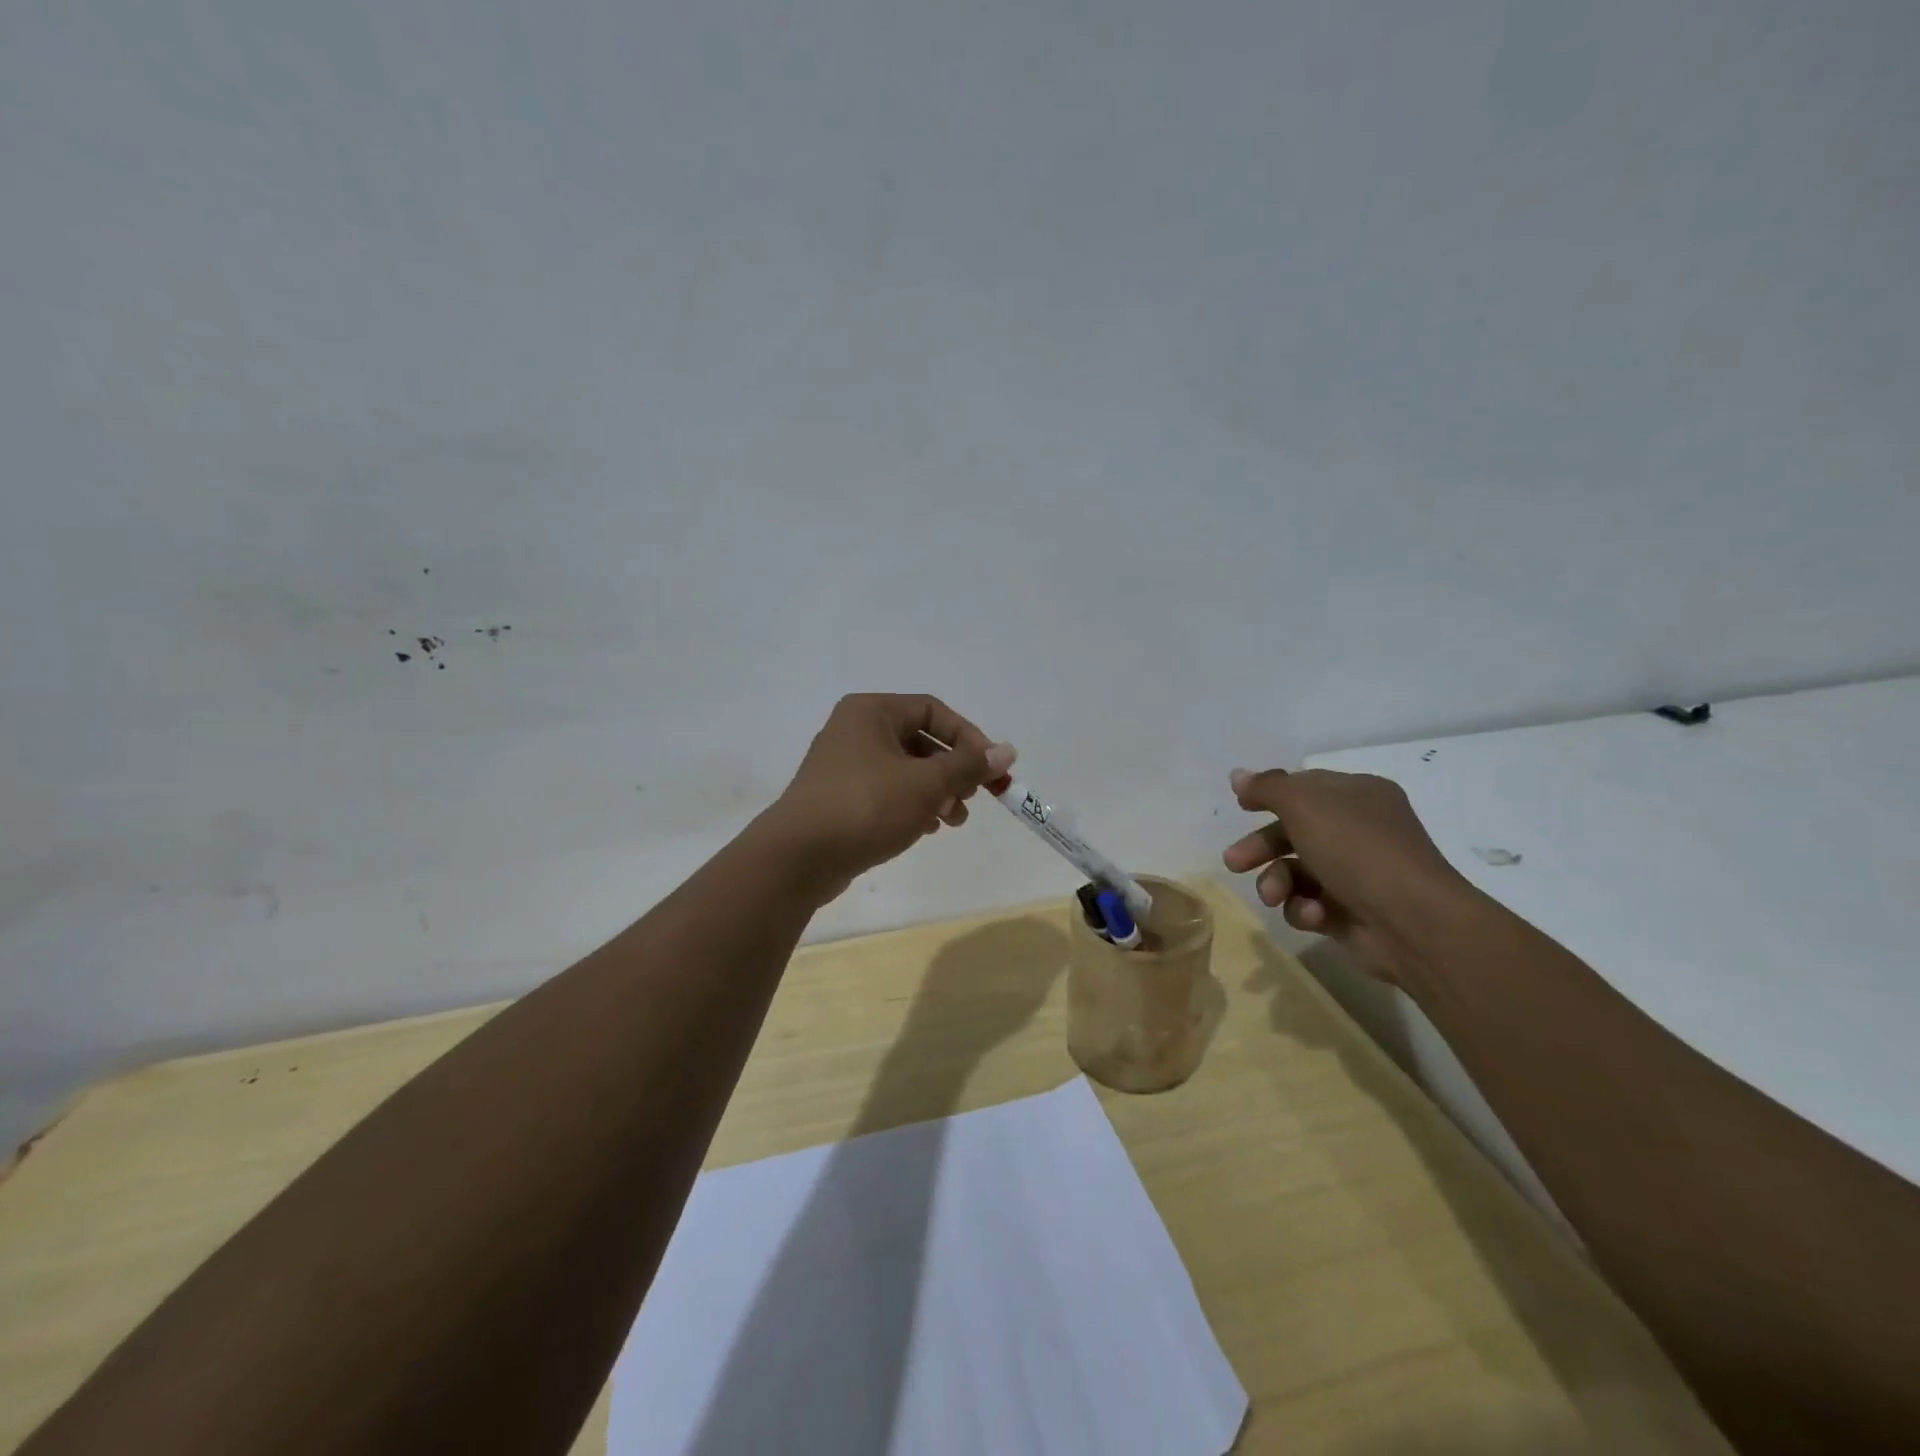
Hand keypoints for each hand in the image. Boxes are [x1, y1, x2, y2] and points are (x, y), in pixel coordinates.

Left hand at [767, 694, 1015, 898]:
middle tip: (972, 798)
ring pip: (905, 769)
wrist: (799, 857)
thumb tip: (1007, 750)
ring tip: (953, 821)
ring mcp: (843, 765)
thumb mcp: (926, 784)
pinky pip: (886, 791)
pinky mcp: (839, 797)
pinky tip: (926, 829)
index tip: (992, 770)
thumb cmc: (866, 806)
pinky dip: (911, 805)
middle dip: (953, 771)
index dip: (969, 738)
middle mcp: (855, 730)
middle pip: (920, 741)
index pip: (933, 711)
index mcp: (872, 711)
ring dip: (936, 792)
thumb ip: (968, 765)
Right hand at [1222, 766, 1471, 980]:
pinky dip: (1304, 908)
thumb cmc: (1357, 850)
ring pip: (1296, 872)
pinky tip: (1313, 914)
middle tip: (1234, 862)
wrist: (1411, 922)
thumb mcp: (1305, 806)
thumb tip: (1238, 775)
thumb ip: (1267, 788)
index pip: (1306, 788)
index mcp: (1358, 796)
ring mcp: (1356, 874)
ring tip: (1273, 896)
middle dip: (1261, 847)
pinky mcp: (1350, 912)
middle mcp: (1359, 831)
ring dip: (1277, 882)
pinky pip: (1310, 904)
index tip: (1240, 807)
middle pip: (1294, 832)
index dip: (1271, 796)